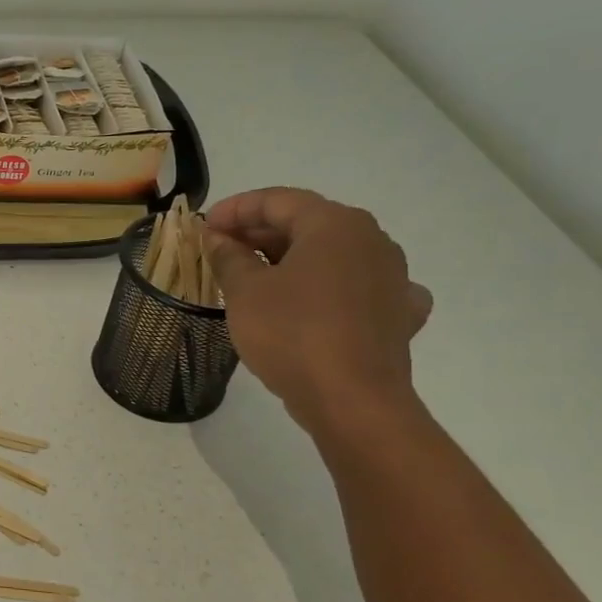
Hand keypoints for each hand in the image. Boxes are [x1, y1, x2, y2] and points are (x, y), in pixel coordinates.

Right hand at [203, 187, 432, 426]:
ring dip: (292, 258)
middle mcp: (371, 241)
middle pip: (307, 223)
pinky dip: (332, 287)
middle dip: (260, 233)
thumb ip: (228, 256)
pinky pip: (359, 288)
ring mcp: (392, 278)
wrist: (353, 401)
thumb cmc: (292, 333)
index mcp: (334, 225)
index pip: (277, 200)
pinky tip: (320, 301)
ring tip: (255, 275)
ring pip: (332, 254)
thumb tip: (218, 238)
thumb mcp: (244, 291)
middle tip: (220, 249)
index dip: (235, 209)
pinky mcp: (397, 315)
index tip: (204, 227)